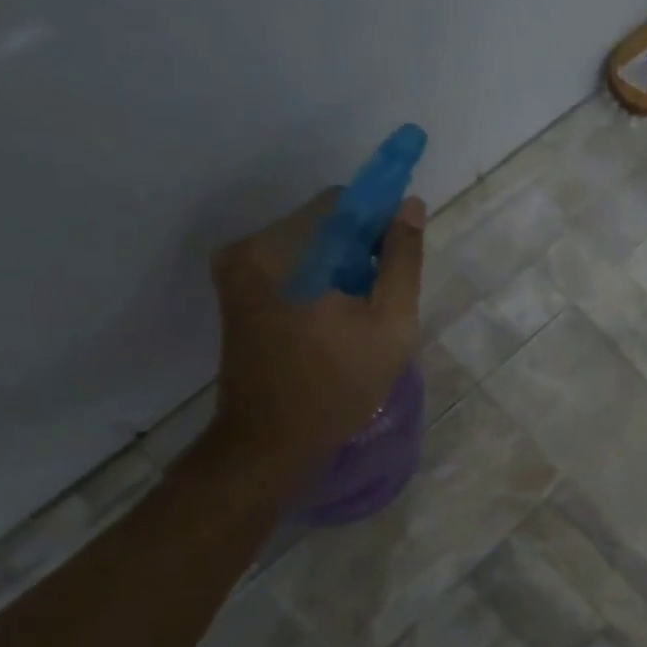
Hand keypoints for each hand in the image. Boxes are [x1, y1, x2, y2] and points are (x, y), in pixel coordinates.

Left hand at [206, 190, 425, 488]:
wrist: (269, 443)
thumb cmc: (338, 385)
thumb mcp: (390, 323)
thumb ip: (403, 260)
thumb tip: (410, 205)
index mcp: (284, 251)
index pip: (344, 203)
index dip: (380, 220)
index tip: (400, 255)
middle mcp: (250, 249)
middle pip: (325, 222)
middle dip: (361, 247)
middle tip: (381, 296)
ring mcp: (237, 270)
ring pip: (310, 243)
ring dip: (342, 264)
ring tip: (359, 313)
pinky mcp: (236, 291)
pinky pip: (292, 264)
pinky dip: (320, 278)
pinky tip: (335, 317)